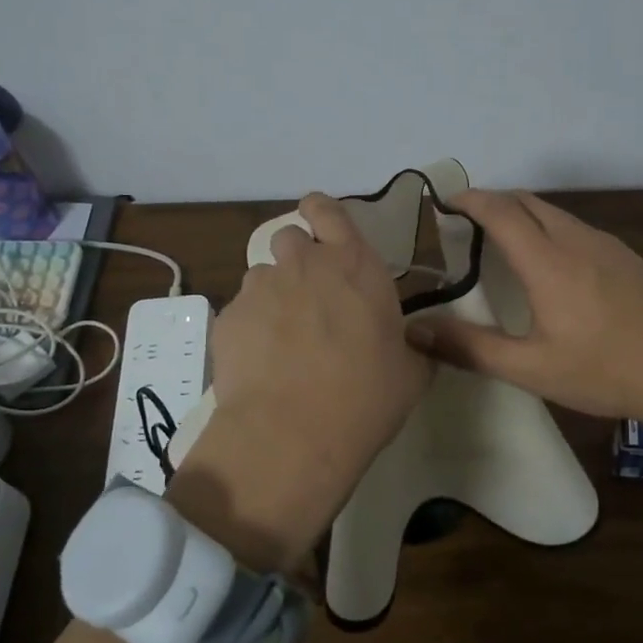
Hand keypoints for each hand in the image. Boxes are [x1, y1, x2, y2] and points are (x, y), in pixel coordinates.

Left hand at [170, 193, 429, 571]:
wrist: (294, 432)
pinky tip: (260, 364)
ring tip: (282, 338)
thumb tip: (415, 342)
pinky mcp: (227, 318)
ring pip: (262, 276)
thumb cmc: (366, 396)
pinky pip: (239, 312)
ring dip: (273, 295)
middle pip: (290, 238)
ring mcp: (260, 289)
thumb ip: (414, 346)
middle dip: (298, 259)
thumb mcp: (411, 372)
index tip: (321, 225)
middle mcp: (304, 264)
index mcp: (355, 264)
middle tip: (310, 296)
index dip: (321, 212)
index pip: (328, 209)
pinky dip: (249, 328)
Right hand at [405, 189, 642, 481]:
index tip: (444, 203)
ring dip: (523, 214)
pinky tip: (553, 265)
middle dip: (493, 201)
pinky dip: (551, 229)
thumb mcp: (532, 369)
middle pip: (528, 201)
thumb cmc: (605, 371)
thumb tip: (415, 331)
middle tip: (467, 223)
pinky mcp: (629, 257)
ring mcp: (608, 245)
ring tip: (504, 241)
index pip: (500, 210)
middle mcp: (577, 240)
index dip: (469, 200)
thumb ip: (471, 348)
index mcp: (548, 261)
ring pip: (556, 213)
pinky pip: (578, 228)